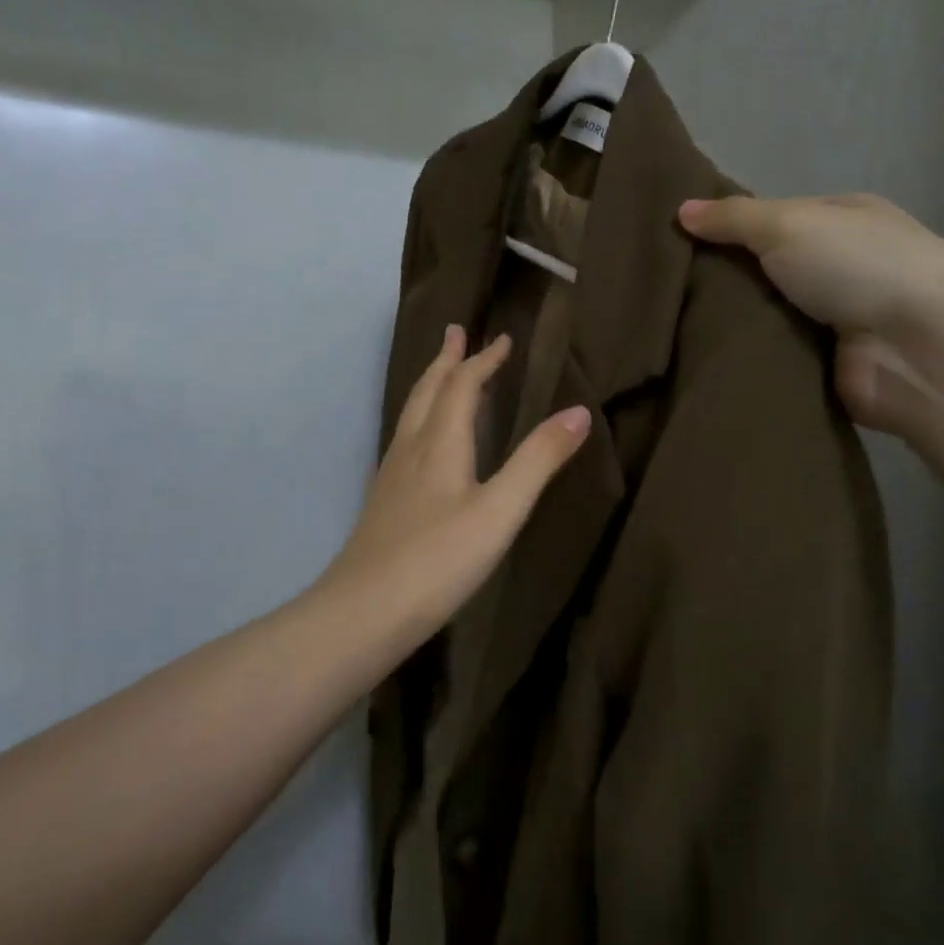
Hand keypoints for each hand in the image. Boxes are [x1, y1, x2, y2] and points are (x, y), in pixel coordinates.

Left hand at [323, 325, 590, 651]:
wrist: (364, 611)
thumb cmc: (439, 559)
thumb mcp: (500, 511)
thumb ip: (538, 461)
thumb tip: (578, 411)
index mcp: (440, 443)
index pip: (461, 386)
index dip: (483, 360)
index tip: (502, 338)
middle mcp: (411, 449)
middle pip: (428, 391)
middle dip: (447, 360)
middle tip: (456, 333)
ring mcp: (392, 476)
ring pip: (412, 415)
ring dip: (431, 386)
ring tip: (442, 374)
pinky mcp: (384, 502)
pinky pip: (405, 440)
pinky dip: (422, 419)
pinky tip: (422, 444)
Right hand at [678, 194, 943, 431]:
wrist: (917, 348)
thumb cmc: (858, 267)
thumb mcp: (788, 224)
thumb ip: (733, 219)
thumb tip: (681, 210)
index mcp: (839, 221)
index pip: (770, 219)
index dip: (725, 227)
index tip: (673, 242)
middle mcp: (838, 267)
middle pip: (763, 271)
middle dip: (720, 281)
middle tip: (662, 291)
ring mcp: (831, 320)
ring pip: (762, 317)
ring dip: (727, 324)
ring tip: (667, 328)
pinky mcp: (822, 368)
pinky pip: (770, 358)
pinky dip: (744, 359)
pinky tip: (697, 359)